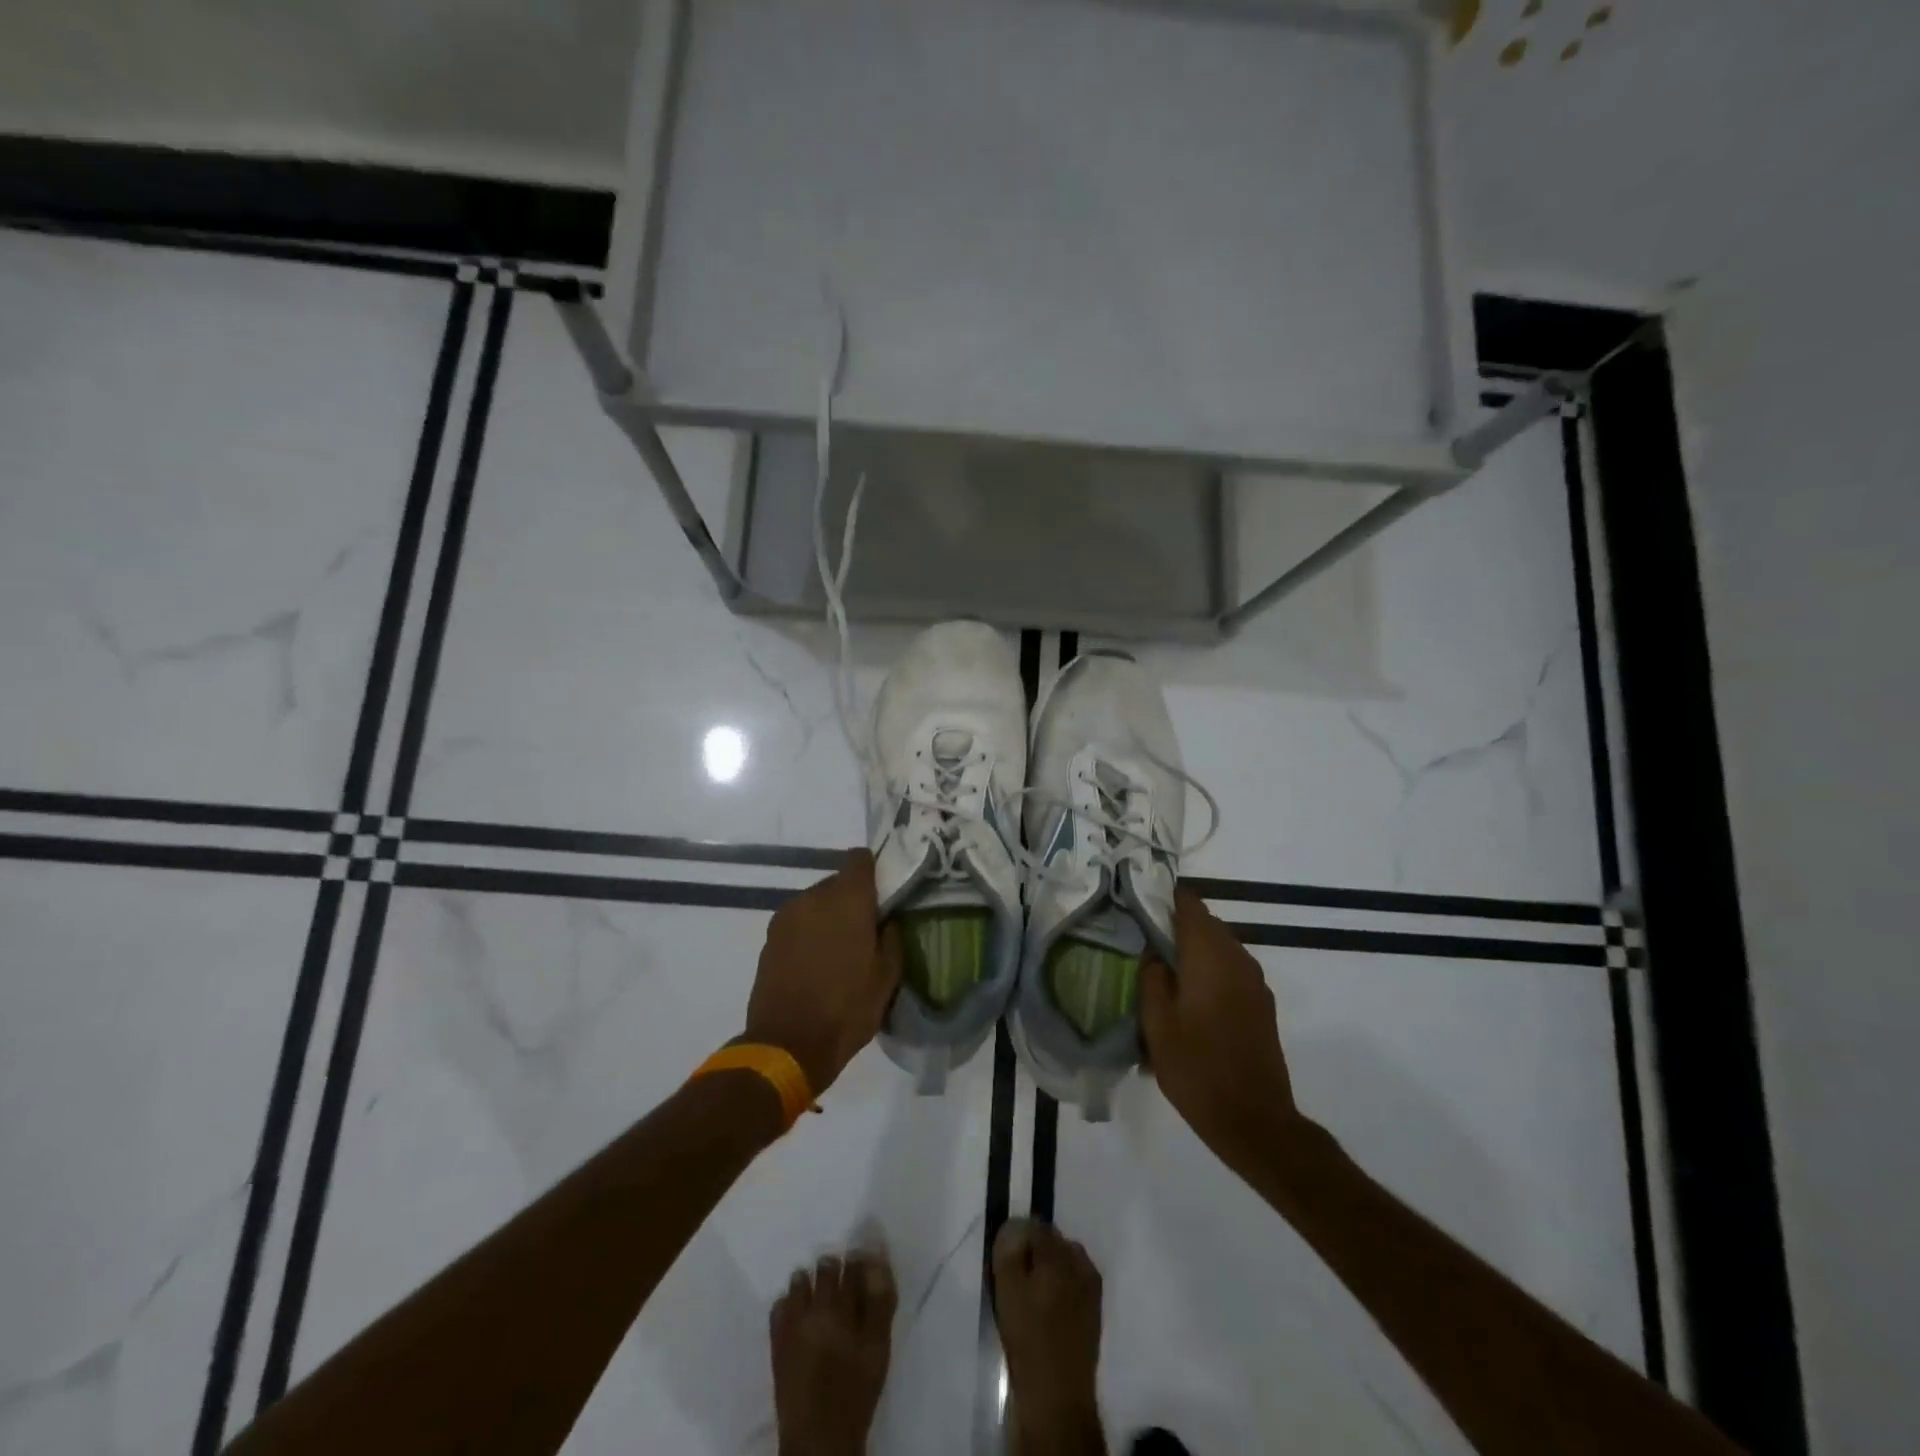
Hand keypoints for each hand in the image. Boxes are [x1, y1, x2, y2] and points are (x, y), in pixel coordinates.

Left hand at [743, 849, 902, 1095]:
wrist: (787, 1045)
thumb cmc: (846, 1008)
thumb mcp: (887, 976)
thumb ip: (891, 937)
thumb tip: (887, 920)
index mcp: (847, 899)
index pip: (860, 859)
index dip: (874, 870)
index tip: (884, 892)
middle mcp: (813, 897)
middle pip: (838, 883)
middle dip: (853, 900)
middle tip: (867, 930)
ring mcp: (786, 916)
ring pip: (816, 903)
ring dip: (829, 917)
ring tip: (840, 951)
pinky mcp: (769, 939)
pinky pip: (798, 923)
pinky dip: (809, 934)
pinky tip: (817, 964)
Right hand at [1140, 889, 1300, 1167]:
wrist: (1255, 1122)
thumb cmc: (1197, 1069)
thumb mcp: (1157, 1024)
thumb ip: (1151, 977)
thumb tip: (1154, 952)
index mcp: (1210, 956)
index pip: (1190, 905)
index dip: (1165, 897)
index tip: (1140, 902)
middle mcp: (1238, 959)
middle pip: (1206, 924)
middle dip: (1176, 927)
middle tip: (1144, 941)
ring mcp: (1255, 983)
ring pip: (1220, 948)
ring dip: (1194, 952)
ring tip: (1164, 973)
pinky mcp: (1262, 1005)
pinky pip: (1231, 972)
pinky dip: (1210, 972)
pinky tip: (1189, 1000)